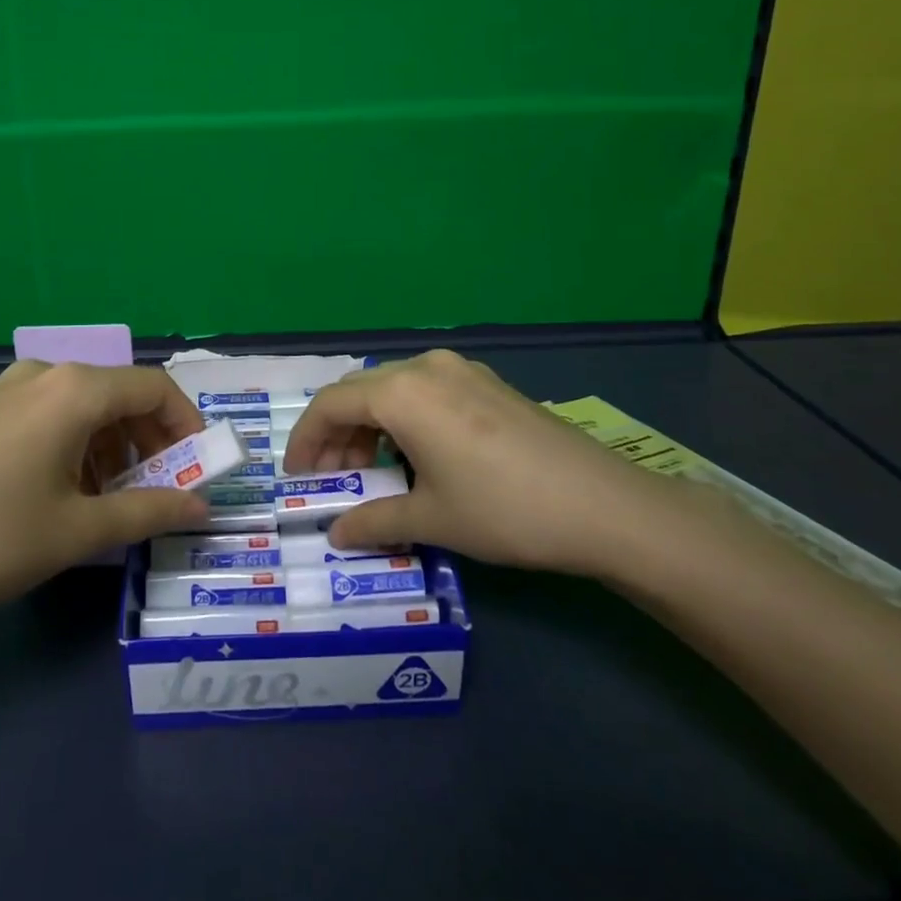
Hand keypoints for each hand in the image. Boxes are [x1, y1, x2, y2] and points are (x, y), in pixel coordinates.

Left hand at [0, 362, 209, 643]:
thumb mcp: (76, 532)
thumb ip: (148, 510)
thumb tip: (203, 505)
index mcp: (72, 389)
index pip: (153, 388)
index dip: (186, 425)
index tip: (199, 469)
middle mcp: (42, 373)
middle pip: (117, 394)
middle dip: (149, 440)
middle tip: (159, 491)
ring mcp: (5, 390)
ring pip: (82, 405)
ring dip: (111, 445)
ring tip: (111, 500)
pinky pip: (47, 415)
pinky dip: (74, 444)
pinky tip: (63, 492)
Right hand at [284, 350, 667, 576]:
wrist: (603, 505)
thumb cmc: (503, 510)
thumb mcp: (431, 519)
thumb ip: (373, 521)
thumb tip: (337, 532)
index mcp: (402, 393)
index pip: (330, 405)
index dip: (305, 440)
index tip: (297, 477)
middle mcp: (426, 367)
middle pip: (360, 393)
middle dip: (336, 435)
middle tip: (332, 480)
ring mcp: (462, 370)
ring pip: (393, 390)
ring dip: (370, 427)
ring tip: (371, 471)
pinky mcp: (488, 383)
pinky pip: (426, 391)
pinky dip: (404, 419)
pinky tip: (415, 455)